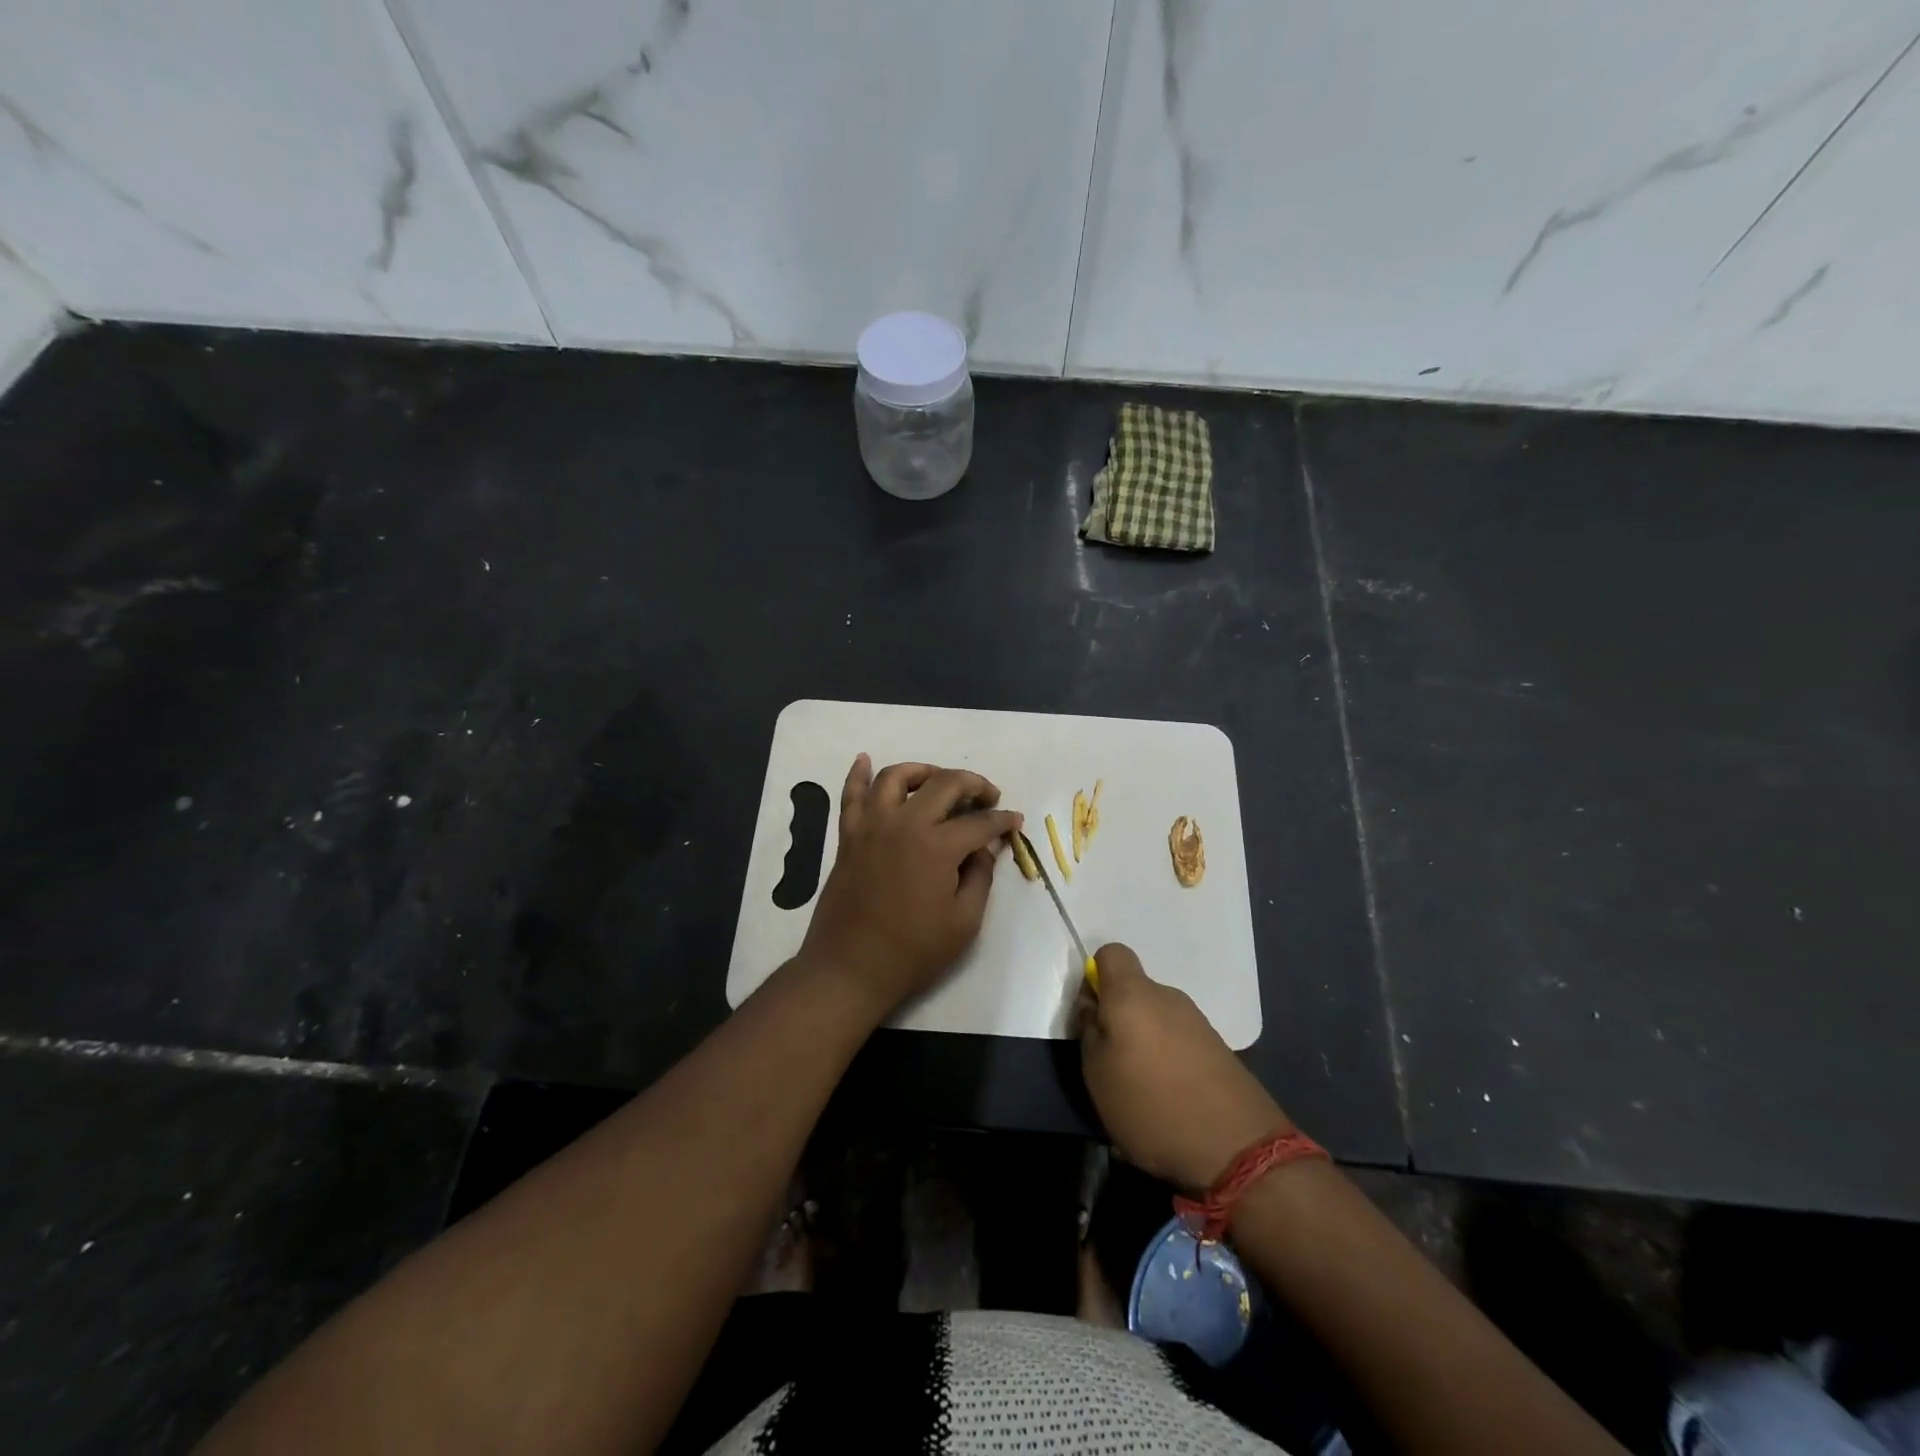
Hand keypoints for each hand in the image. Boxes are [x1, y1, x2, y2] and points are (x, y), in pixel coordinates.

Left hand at [799, 755, 1022, 1019]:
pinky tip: (864, 759)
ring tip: (939, 781)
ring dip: (923, 771)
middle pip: (944, 784)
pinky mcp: (849, 836)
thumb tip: (985, 847)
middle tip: (987, 796)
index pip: (979, 822)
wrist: (850, 968)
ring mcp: (872, 826)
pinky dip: (858, 773)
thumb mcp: (963, 922)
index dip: (1002, 820)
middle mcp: (904, 823)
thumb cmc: (913, 952)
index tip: (1015, 821)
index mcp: (937, 846)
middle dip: (973, 784)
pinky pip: (851, 794)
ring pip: (896, 777)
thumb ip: (979, 876)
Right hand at [1078, 943, 1294, 1192]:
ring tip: (1142, 1089)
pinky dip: (1170, 1059)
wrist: (1236, 1148)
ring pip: (1157, 1017)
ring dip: (1145, 1041)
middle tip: (1112, 1061)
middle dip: (1119, 1017)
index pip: (1111, 953)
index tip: (1092, 1014)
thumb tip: (1094, 1008)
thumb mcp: (1097, 1074)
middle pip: (1134, 990)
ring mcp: (1197, 1021)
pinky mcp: (1219, 1048)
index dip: (1096, 977)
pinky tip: (1171, 1099)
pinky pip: (1180, 1040)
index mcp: (1133, 994)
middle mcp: (1167, 997)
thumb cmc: (1151, 1105)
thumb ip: (1089, 1031)